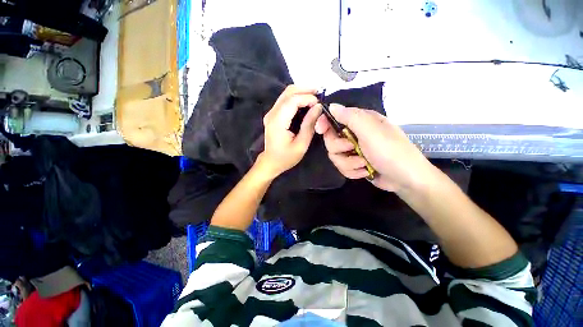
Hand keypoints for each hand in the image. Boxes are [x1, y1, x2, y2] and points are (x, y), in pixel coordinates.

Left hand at [259, 86, 321, 177]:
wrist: (271, 162)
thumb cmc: (286, 157)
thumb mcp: (301, 144)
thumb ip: (309, 125)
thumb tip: (318, 107)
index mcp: (278, 122)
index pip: (292, 101)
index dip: (307, 98)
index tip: (320, 103)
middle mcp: (272, 114)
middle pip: (288, 92)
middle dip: (305, 89)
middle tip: (320, 92)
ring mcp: (271, 113)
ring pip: (286, 94)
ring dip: (301, 92)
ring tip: (315, 96)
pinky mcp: (273, 115)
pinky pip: (285, 100)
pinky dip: (296, 97)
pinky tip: (306, 101)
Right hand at [315, 104, 433, 192]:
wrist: (405, 179)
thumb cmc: (390, 151)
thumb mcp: (371, 131)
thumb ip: (350, 117)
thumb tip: (331, 106)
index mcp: (360, 122)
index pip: (335, 117)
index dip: (325, 122)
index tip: (319, 130)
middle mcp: (355, 134)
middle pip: (331, 140)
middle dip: (340, 148)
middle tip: (353, 149)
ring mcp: (354, 151)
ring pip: (335, 156)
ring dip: (348, 162)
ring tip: (363, 164)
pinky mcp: (354, 164)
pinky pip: (341, 167)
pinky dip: (352, 171)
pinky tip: (364, 171)